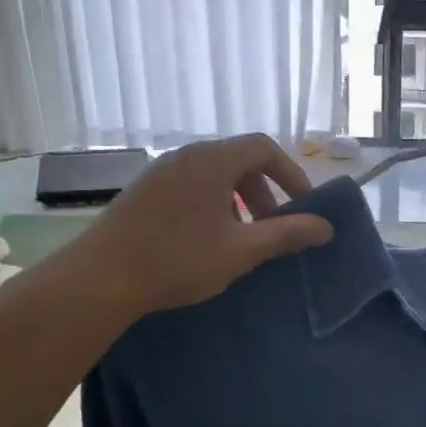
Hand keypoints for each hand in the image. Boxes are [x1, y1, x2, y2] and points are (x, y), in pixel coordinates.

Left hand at [76, 135, 334, 317]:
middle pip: (239, 160)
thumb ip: (287, 234)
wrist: (99, 279)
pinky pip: (190, 186)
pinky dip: (212, 204)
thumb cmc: (178, 259)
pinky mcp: (143, 192)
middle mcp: (186, 156)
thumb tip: (326, 227)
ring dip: (238, 201)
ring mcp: (160, 172)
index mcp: (212, 160)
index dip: (290, 173)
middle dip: (265, 191)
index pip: (263, 147)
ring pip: (213, 175)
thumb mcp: (242, 250)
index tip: (302, 206)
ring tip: (242, 238)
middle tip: (273, 227)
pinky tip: (206, 241)